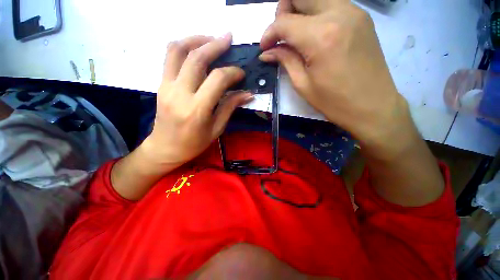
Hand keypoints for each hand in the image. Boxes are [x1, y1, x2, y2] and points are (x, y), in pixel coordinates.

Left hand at [143, 34, 252, 169]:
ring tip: (210, 37)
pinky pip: (169, 57)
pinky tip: (195, 47)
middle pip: (197, 58)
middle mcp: (180, 94)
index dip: (232, 72)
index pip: (217, 80)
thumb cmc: (194, 143)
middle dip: (215, 44)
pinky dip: (182, 46)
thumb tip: (247, 94)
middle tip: (228, 37)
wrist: (165, 147)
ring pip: (178, 50)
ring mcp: (166, 86)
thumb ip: (230, 107)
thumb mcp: (216, 128)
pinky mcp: (160, 84)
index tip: (241, 74)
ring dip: (196, 39)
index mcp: (197, 109)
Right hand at [260, 0, 409, 147]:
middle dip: (284, 12)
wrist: (373, 106)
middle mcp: (338, 13)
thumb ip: (285, 60)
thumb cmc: (334, 102)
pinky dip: (316, 14)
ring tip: (296, 36)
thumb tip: (267, 52)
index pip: (284, 22)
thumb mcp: (303, 84)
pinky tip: (314, 35)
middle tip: (281, 36)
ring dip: (300, 11)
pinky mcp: (361, 17)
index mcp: (320, 36)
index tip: (264, 47)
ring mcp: (354, 12)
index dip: (269, 33)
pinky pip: (331, 4)